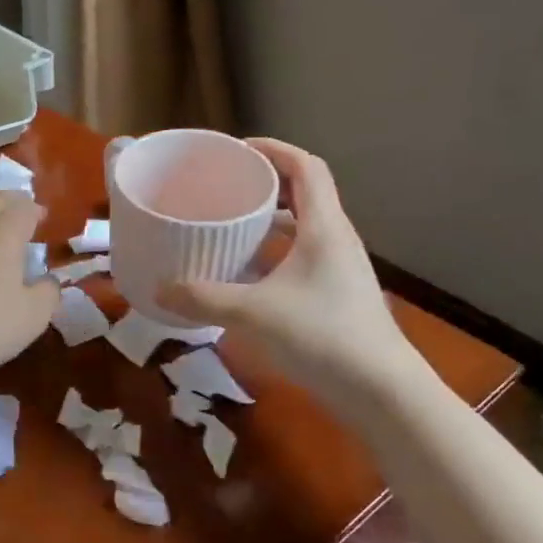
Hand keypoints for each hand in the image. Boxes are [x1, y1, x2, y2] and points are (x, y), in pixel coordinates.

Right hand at [158, 139, 414, 402]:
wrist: (382, 393)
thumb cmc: (321, 336)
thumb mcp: (251, 313)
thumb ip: (202, 298)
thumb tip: (160, 289)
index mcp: (323, 226)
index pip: (306, 166)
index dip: (273, 149)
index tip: (238, 149)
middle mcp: (336, 239)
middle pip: (305, 192)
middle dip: (266, 182)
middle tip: (226, 185)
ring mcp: (340, 268)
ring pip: (304, 226)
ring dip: (272, 218)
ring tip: (232, 223)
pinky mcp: (338, 294)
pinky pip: (303, 255)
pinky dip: (275, 251)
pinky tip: (248, 272)